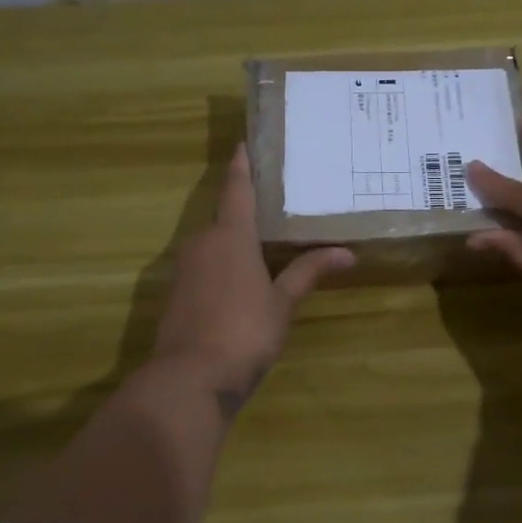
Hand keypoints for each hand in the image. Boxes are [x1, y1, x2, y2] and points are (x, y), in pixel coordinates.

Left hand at [152, 145, 352, 416]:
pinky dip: (219, 265)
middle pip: (224, 216)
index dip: (242, 165)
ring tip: (261, 241)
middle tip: (273, 202)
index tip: (243, 142)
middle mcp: (201, 243)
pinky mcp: (174, 293)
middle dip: (244, 208)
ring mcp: (183, 269)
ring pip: (211, 243)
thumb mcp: (282, 303)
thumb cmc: (244, 332)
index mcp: (230, 236)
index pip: (236, 189)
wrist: (189, 380)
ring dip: (232, 240)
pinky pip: (201, 266)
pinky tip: (238, 280)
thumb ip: (309, 273)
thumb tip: (347, 253)